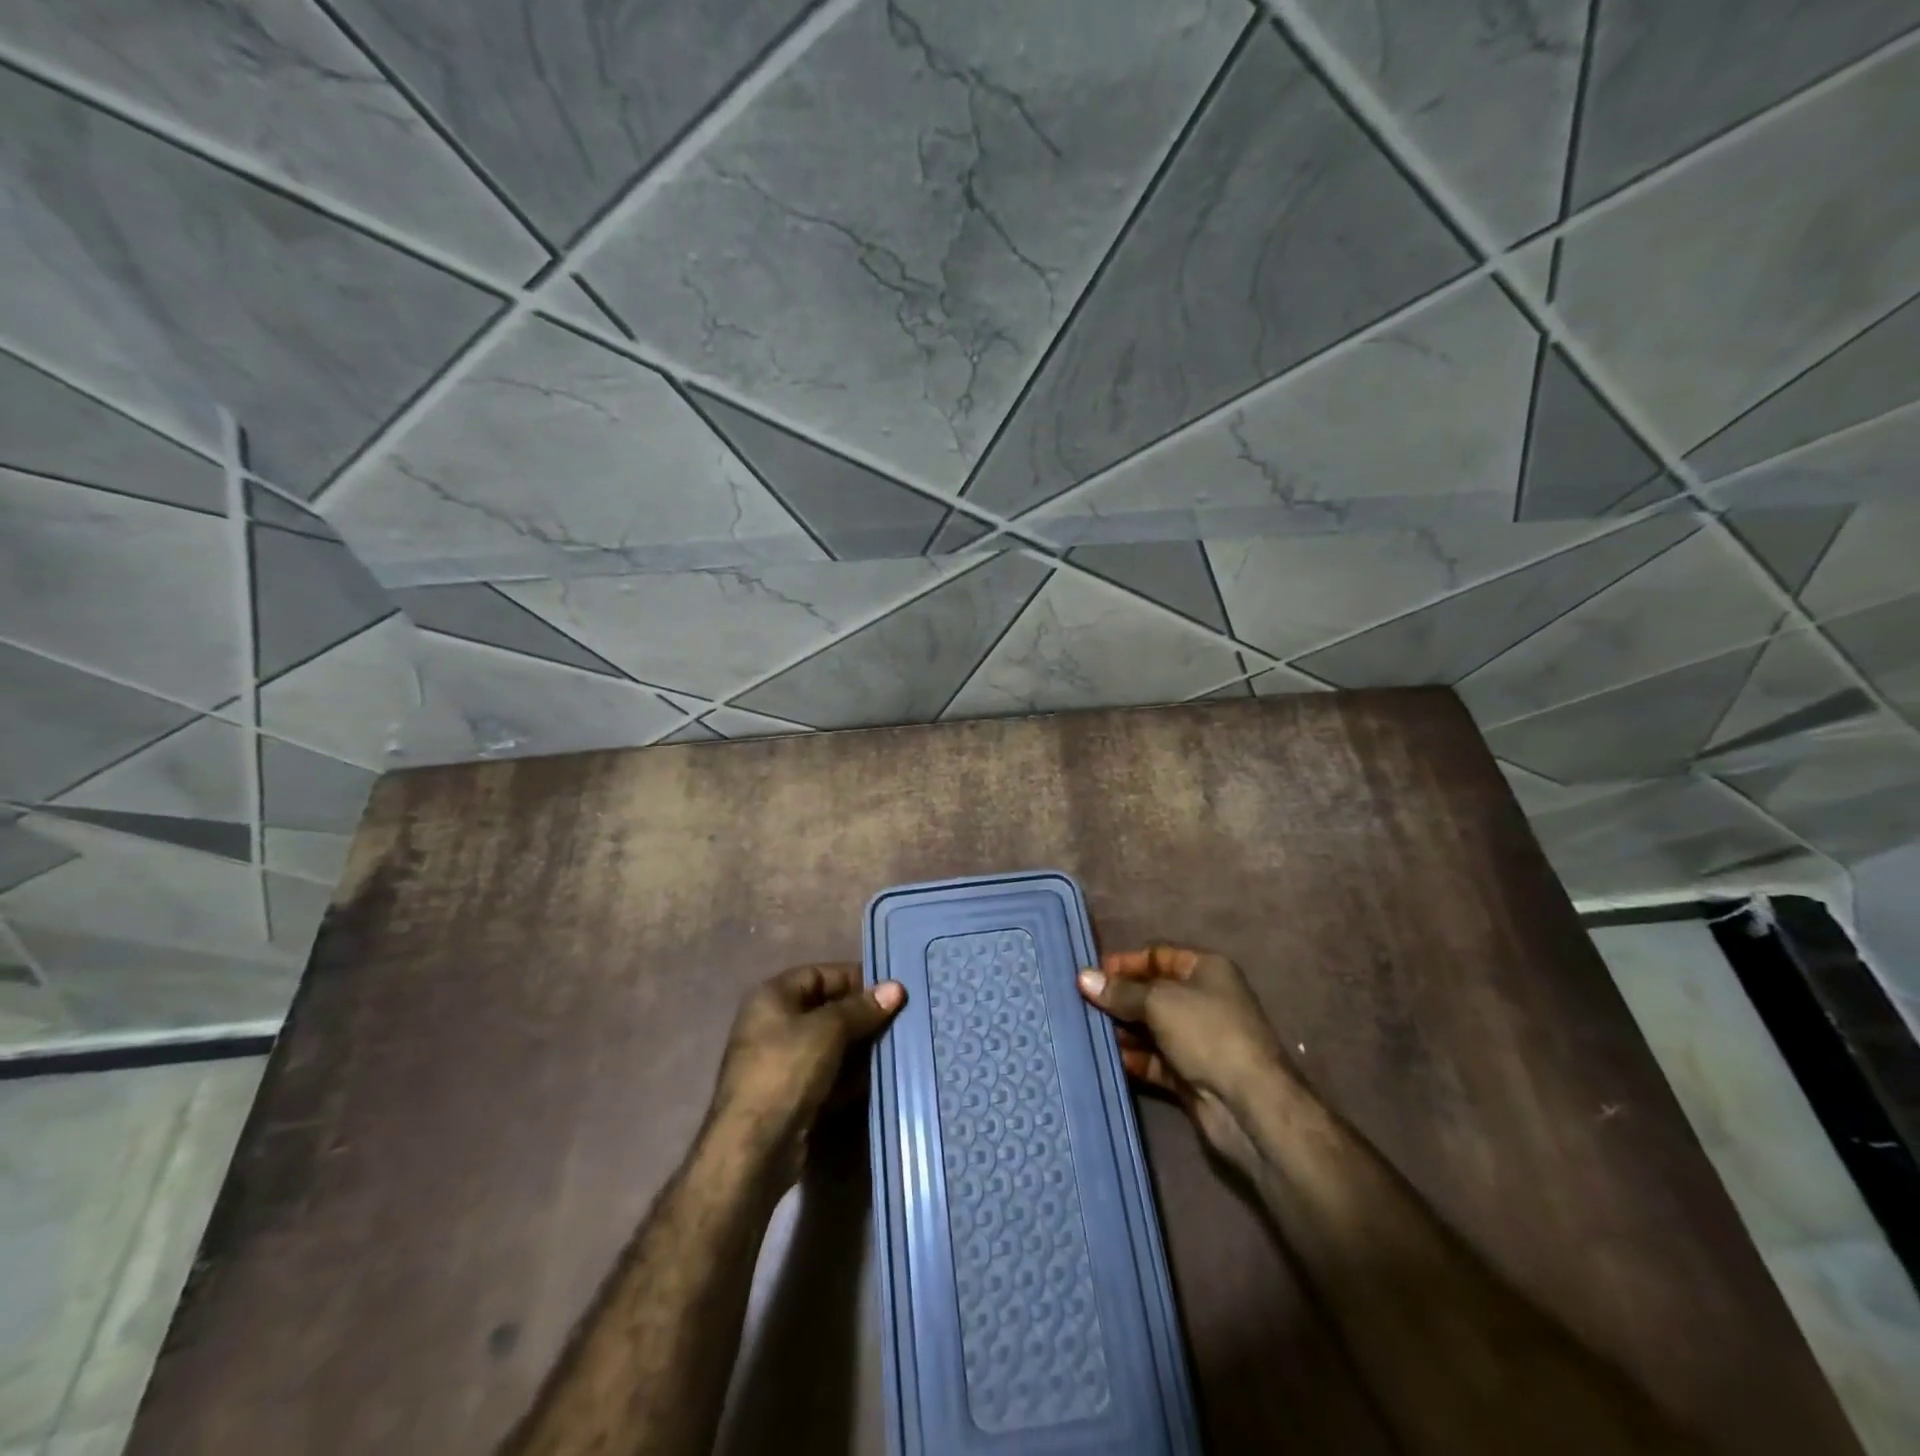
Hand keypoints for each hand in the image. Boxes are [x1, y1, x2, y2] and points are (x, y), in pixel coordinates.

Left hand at [710, 964, 904, 1182]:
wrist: (752, 1150)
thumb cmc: (786, 1072)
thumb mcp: (828, 1031)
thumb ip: (862, 1008)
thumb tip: (896, 987)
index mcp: (772, 997)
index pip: (820, 974)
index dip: (855, 979)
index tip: (891, 990)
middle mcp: (773, 1024)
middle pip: (826, 1009)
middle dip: (862, 1015)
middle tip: (900, 1019)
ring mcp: (781, 1062)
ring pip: (830, 1044)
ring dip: (860, 1047)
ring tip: (896, 1046)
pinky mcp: (792, 1095)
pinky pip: (827, 1074)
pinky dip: (850, 1076)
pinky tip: (877, 1078)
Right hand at [1078, 945, 1292, 1174]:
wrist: (1248, 1104)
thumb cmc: (1207, 1033)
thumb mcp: (1159, 1002)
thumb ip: (1121, 992)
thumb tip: (1084, 978)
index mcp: (1206, 970)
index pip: (1158, 955)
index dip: (1125, 962)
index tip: (1090, 974)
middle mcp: (1203, 1000)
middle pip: (1152, 992)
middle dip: (1119, 997)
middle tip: (1080, 1003)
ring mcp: (1197, 1039)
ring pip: (1150, 1027)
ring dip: (1121, 1029)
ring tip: (1086, 1029)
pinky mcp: (1190, 1074)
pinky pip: (1154, 1059)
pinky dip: (1132, 1058)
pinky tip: (1106, 1058)